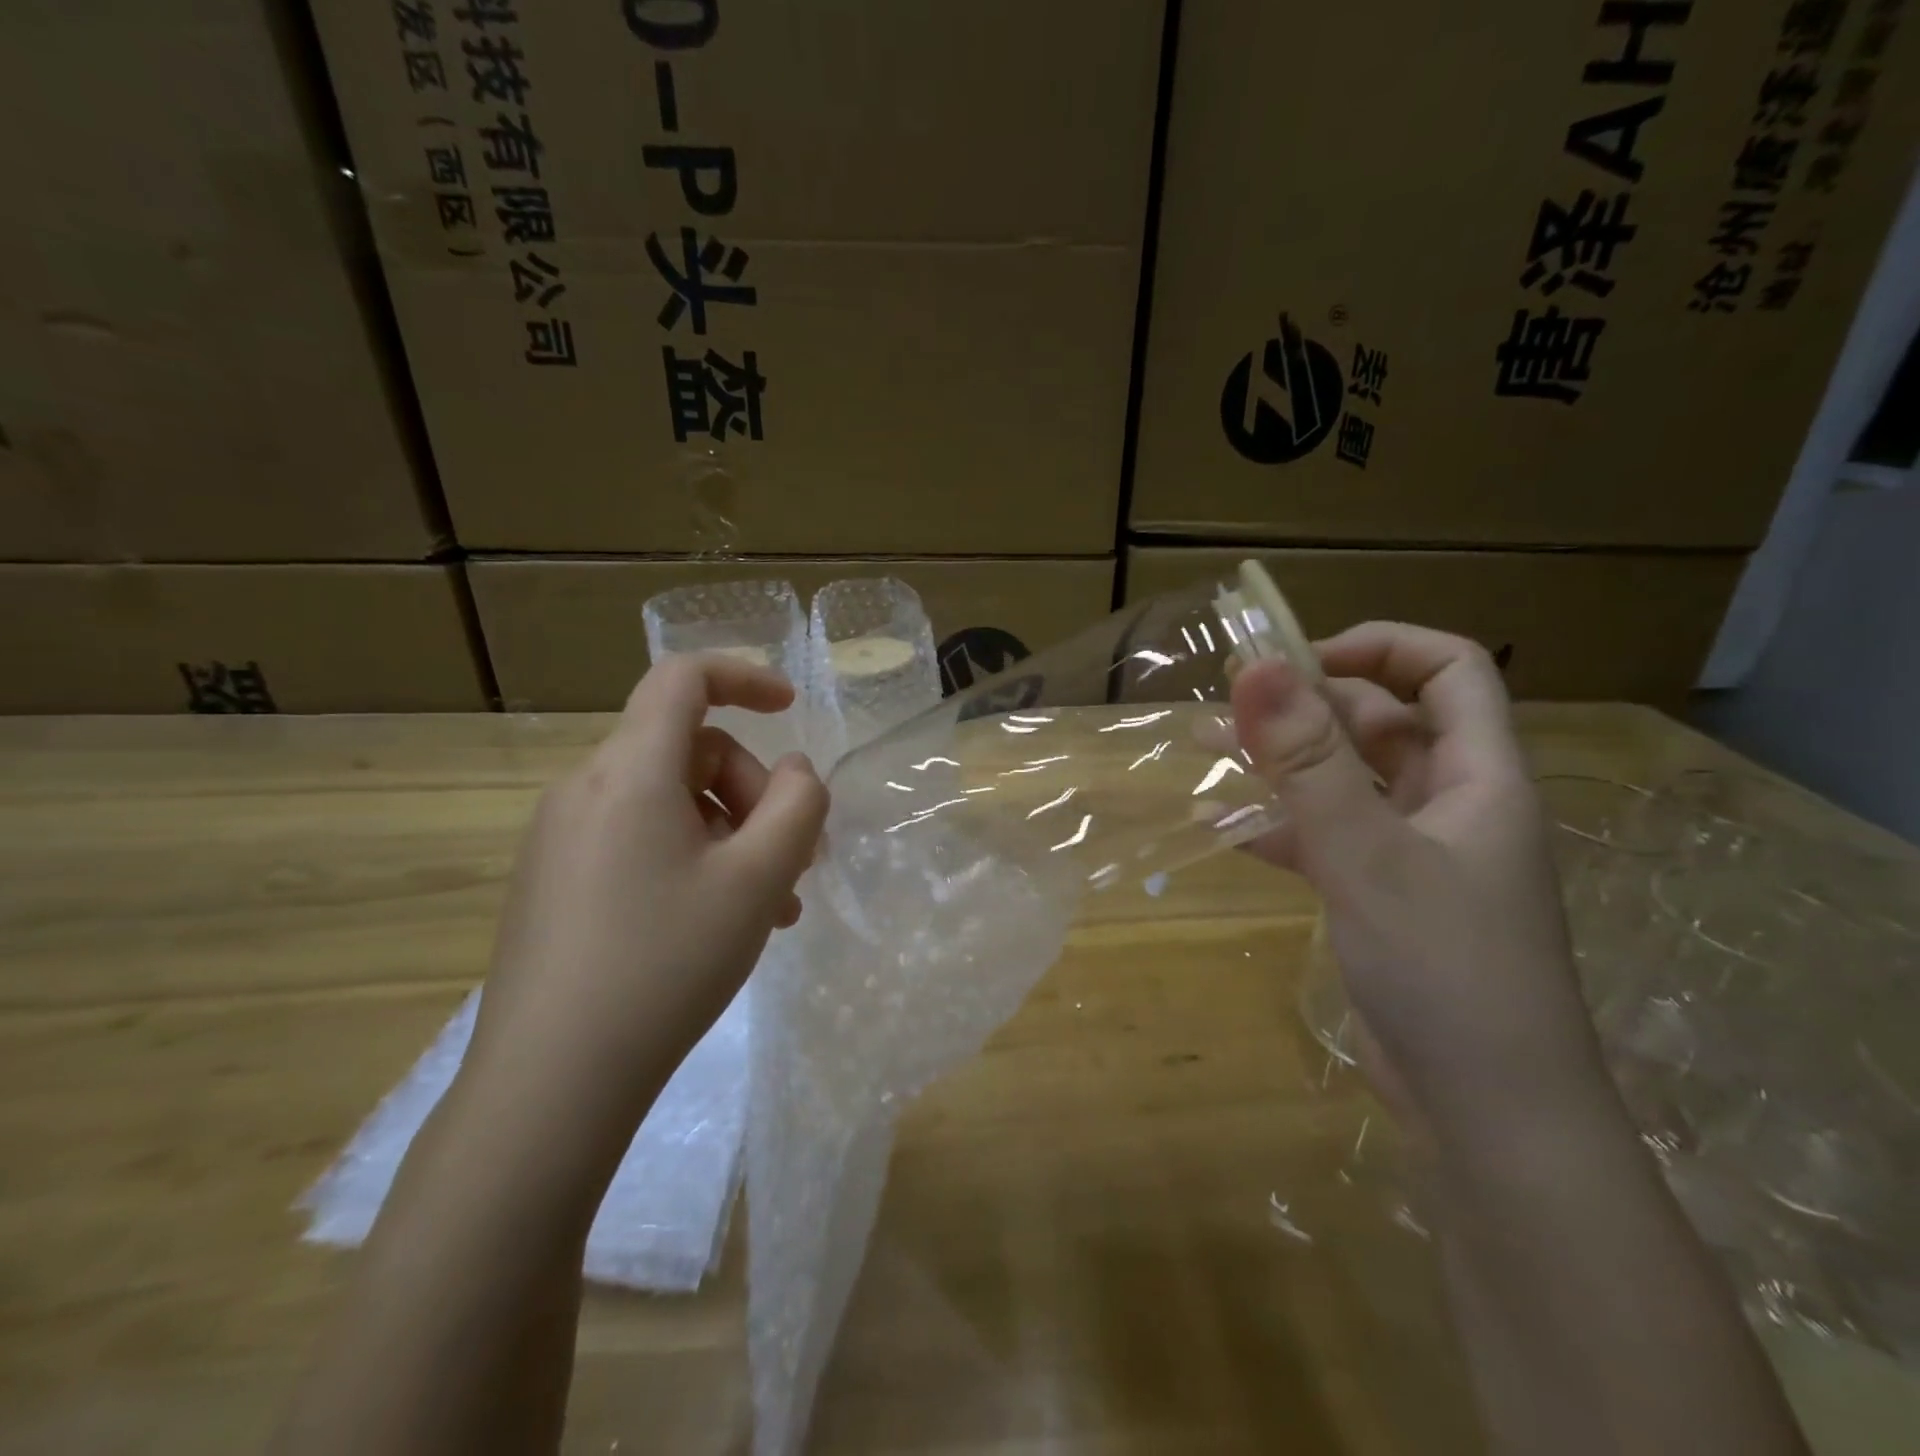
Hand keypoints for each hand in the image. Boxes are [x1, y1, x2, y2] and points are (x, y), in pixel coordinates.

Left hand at [459, 654, 828, 1180]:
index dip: (744, 677)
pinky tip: (718, 922)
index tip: (791, 709)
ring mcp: (562, 838)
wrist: (550, 1084)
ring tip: (770, 906)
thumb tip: (795, 771)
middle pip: (688, 751)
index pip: (683, 680)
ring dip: (730, 835)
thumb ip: (797, 806)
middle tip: (795, 860)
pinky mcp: (555, 883)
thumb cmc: (665, 963)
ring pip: (669, 803)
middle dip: (753, 792)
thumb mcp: (757, 880)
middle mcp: (586, 789)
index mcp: (629, 771)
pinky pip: (638, 841)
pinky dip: (691, 860)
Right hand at [1231, 622, 1608, 1138]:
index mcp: (1479, 776)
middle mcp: (1453, 803)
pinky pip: (1330, 837)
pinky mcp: (1386, 897)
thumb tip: (1257, 665)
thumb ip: (1308, 760)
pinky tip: (1229, 830)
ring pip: (1349, 781)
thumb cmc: (1444, 968)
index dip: (1377, 647)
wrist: (1485, 1112)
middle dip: (1307, 707)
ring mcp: (1418, 853)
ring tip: (1209, 752)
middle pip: (1384, 723)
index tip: (1294, 659)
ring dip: (1285, 764)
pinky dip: (1283, 826)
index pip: (1447, 670)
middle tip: (1229, 709)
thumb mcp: (1366, 853)